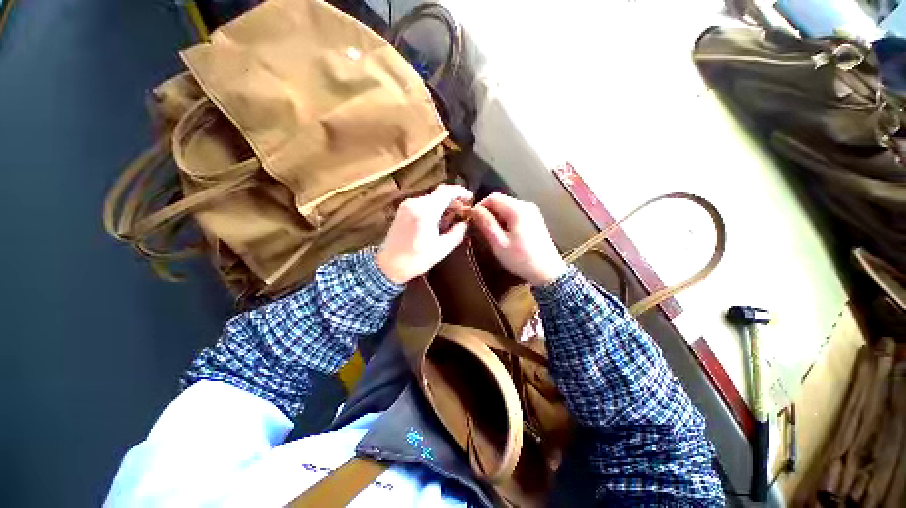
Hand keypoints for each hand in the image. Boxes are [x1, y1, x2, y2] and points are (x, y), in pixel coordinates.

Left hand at [377, 184, 472, 283]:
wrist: (389, 265)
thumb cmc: (416, 259)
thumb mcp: (442, 249)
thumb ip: (457, 233)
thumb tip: (465, 223)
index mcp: (425, 212)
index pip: (447, 192)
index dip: (461, 192)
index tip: (470, 199)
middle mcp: (415, 203)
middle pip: (439, 194)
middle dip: (453, 201)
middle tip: (462, 213)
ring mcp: (407, 205)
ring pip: (432, 198)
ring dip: (443, 205)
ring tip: (450, 220)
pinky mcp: (403, 210)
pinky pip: (423, 203)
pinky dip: (433, 208)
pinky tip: (437, 221)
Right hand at [471, 193, 566, 285]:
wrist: (548, 272)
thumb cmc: (521, 259)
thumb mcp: (499, 243)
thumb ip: (486, 224)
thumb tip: (474, 210)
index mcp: (517, 209)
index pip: (492, 197)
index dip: (479, 206)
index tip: (472, 220)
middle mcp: (526, 205)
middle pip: (501, 201)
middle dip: (488, 212)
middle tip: (481, 229)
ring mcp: (532, 212)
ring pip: (507, 207)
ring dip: (496, 217)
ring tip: (492, 234)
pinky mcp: (535, 219)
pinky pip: (515, 213)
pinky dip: (506, 220)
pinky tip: (505, 235)